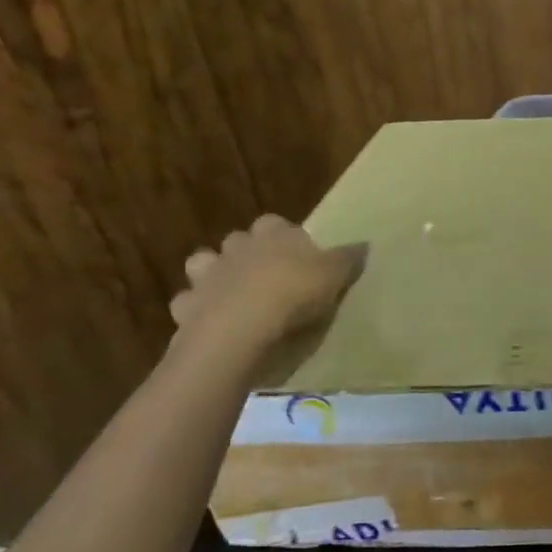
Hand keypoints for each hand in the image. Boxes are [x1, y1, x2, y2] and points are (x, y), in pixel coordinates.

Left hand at [171, 216, 366, 348]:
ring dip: (213, 275)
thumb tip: (365, 244)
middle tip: (266, 275)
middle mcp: (237, 248)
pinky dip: (197, 309)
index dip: (285, 236)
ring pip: (203, 263)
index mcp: (273, 235)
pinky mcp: (186, 307)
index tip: (298, 254)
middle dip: (247, 252)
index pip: (275, 223)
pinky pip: (188, 302)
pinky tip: (212, 321)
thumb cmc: (294, 293)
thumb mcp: (335, 275)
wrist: (241, 328)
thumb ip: (348, 258)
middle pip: (238, 240)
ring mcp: (207, 276)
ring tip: (232, 294)